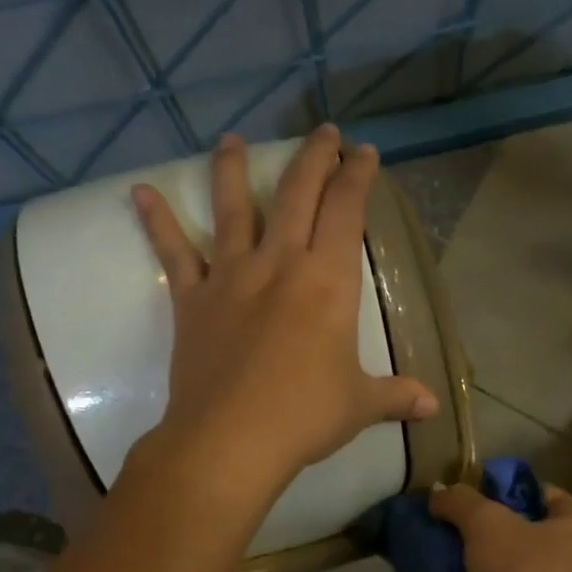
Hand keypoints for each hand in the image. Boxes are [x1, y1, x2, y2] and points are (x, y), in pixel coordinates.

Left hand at [133, 126, 436, 500]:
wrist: (231, 440)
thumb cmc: (305, 416)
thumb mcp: (360, 404)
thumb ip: (396, 396)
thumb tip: (432, 407)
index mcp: (328, 282)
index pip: (347, 211)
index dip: (358, 176)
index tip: (363, 151)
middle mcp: (280, 264)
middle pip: (297, 194)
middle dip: (313, 157)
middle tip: (322, 131)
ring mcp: (231, 277)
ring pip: (233, 209)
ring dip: (232, 169)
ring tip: (230, 138)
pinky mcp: (192, 300)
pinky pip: (173, 254)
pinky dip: (157, 223)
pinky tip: (140, 193)